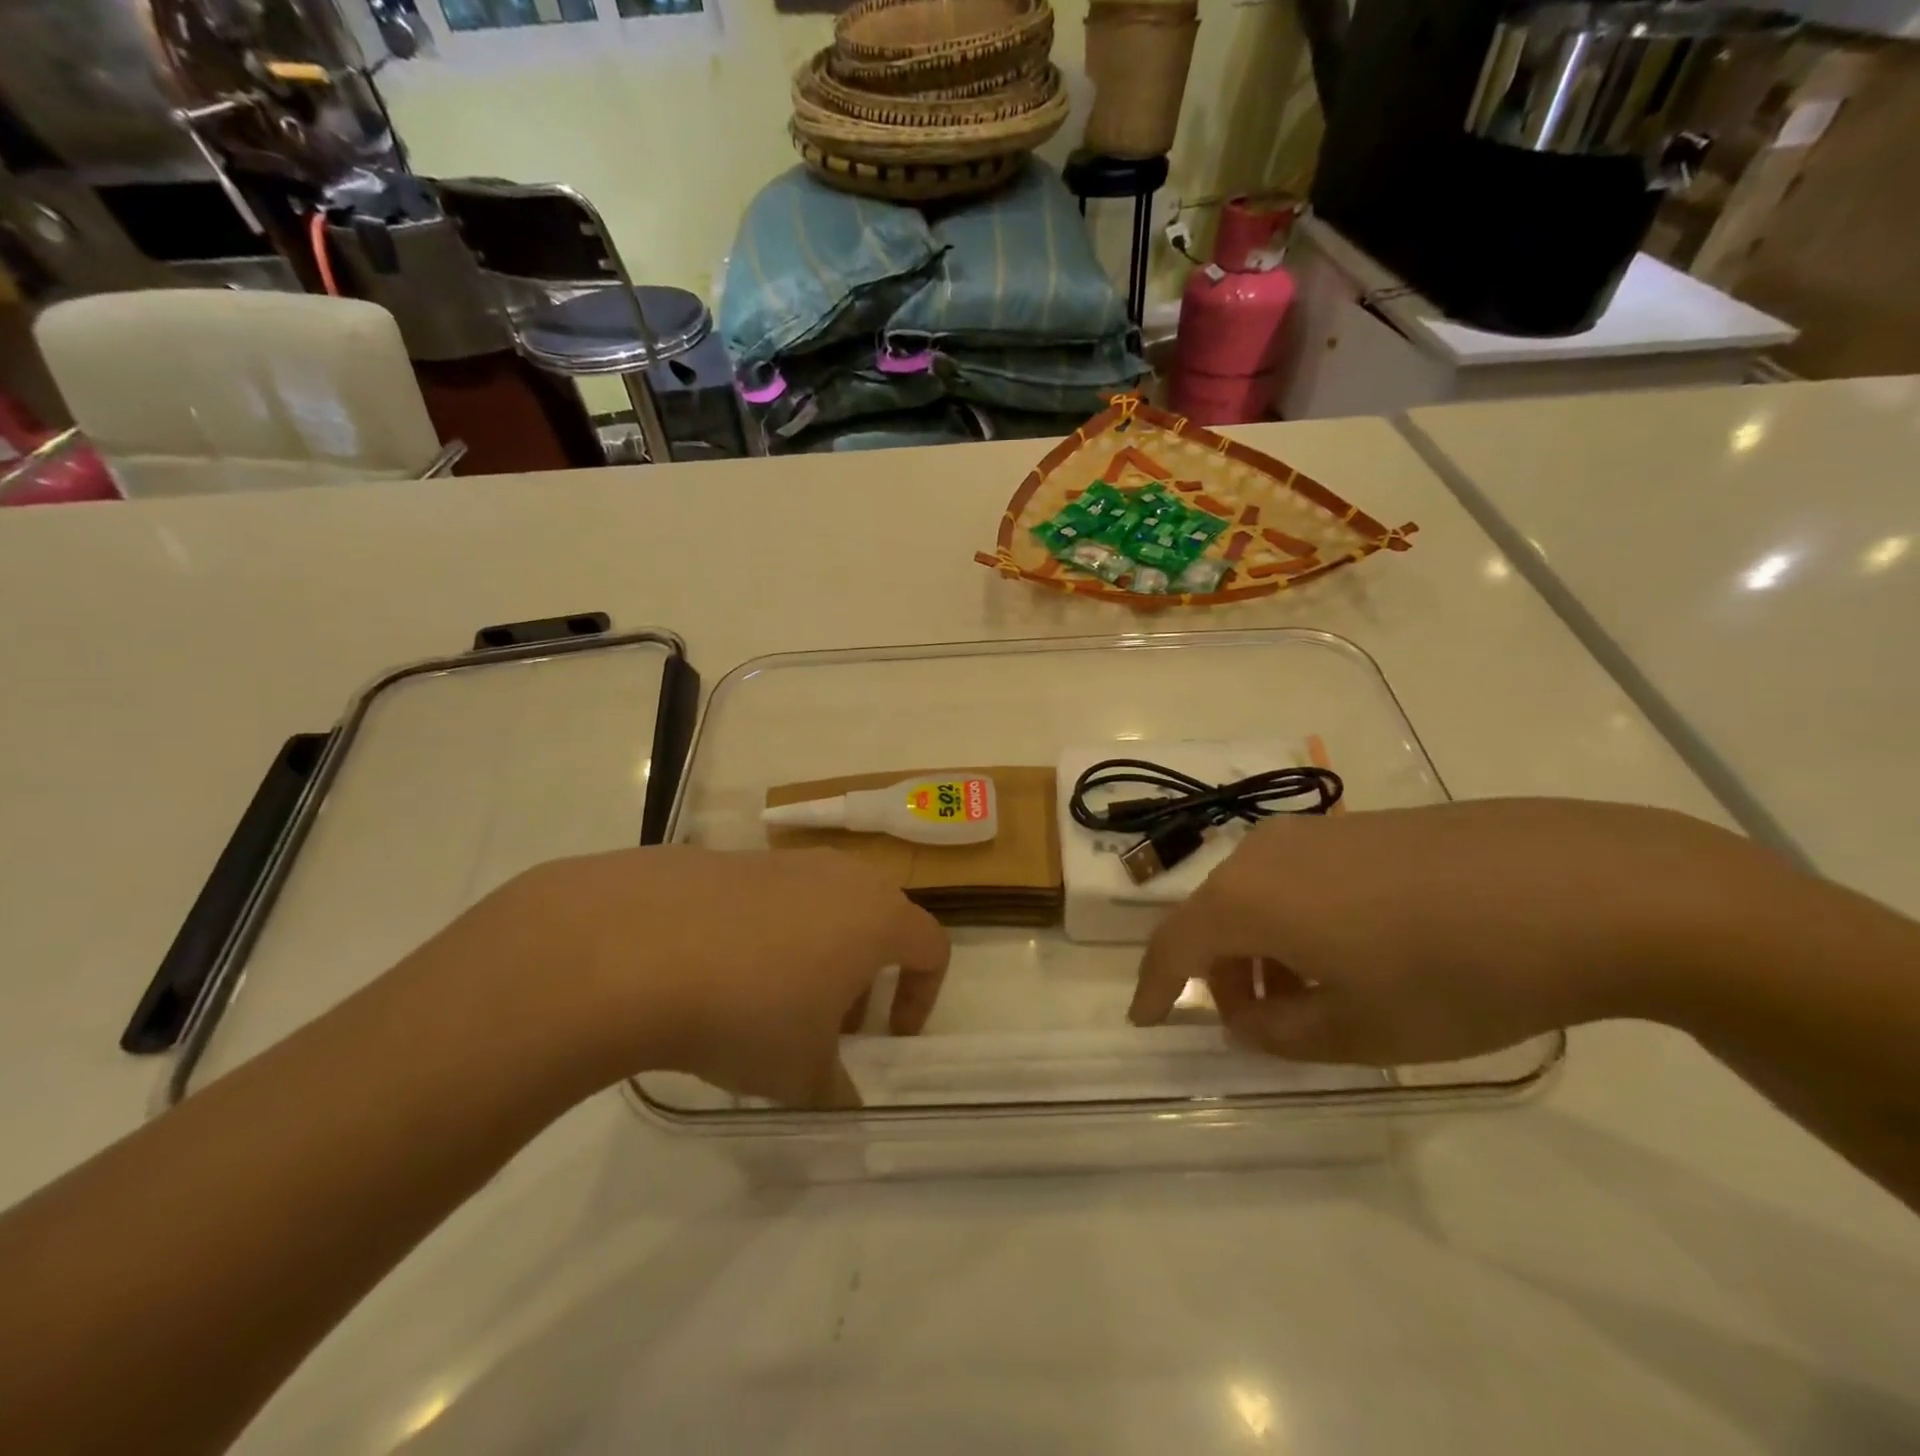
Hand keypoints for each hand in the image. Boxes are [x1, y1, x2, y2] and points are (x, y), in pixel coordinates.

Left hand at [412, 846, 948, 1107]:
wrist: (634, 947)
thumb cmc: (748, 1010)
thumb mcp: (799, 1073)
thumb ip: (836, 1092)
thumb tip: (846, 1109)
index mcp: (876, 916)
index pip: (931, 947)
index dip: (921, 996)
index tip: (888, 1038)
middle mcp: (839, 875)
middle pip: (875, 923)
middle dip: (862, 977)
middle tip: (828, 1026)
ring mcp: (781, 861)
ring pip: (820, 908)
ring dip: (813, 955)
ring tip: (766, 1005)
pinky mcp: (727, 859)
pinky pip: (767, 900)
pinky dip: (763, 936)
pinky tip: (713, 976)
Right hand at [1130, 798, 1776, 1064]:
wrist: (1581, 887)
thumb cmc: (1452, 972)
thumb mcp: (1359, 1030)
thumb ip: (1280, 1032)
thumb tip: (1244, 1018)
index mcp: (1247, 898)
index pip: (1173, 946)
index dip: (1155, 988)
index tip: (1146, 1021)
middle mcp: (1263, 853)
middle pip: (1215, 916)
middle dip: (1223, 974)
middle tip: (1260, 1023)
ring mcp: (1314, 831)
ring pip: (1258, 894)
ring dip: (1264, 948)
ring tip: (1320, 993)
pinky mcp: (1360, 824)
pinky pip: (1299, 876)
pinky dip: (1301, 919)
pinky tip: (1362, 949)